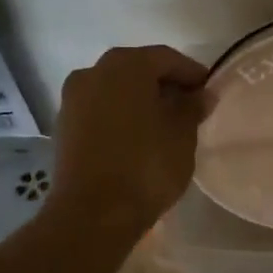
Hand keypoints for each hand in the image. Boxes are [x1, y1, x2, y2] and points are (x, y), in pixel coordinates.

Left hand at [49, 44, 209, 231]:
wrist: (91, 214)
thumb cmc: (145, 166)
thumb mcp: (182, 135)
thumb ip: (192, 107)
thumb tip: (201, 94)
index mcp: (126, 65)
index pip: (167, 58)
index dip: (192, 73)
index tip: (209, 92)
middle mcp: (94, 71)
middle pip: (138, 70)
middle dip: (164, 85)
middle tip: (189, 108)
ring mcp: (73, 98)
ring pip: (116, 90)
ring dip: (140, 101)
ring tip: (164, 126)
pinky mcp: (64, 126)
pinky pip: (100, 111)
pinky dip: (120, 117)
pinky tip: (137, 139)